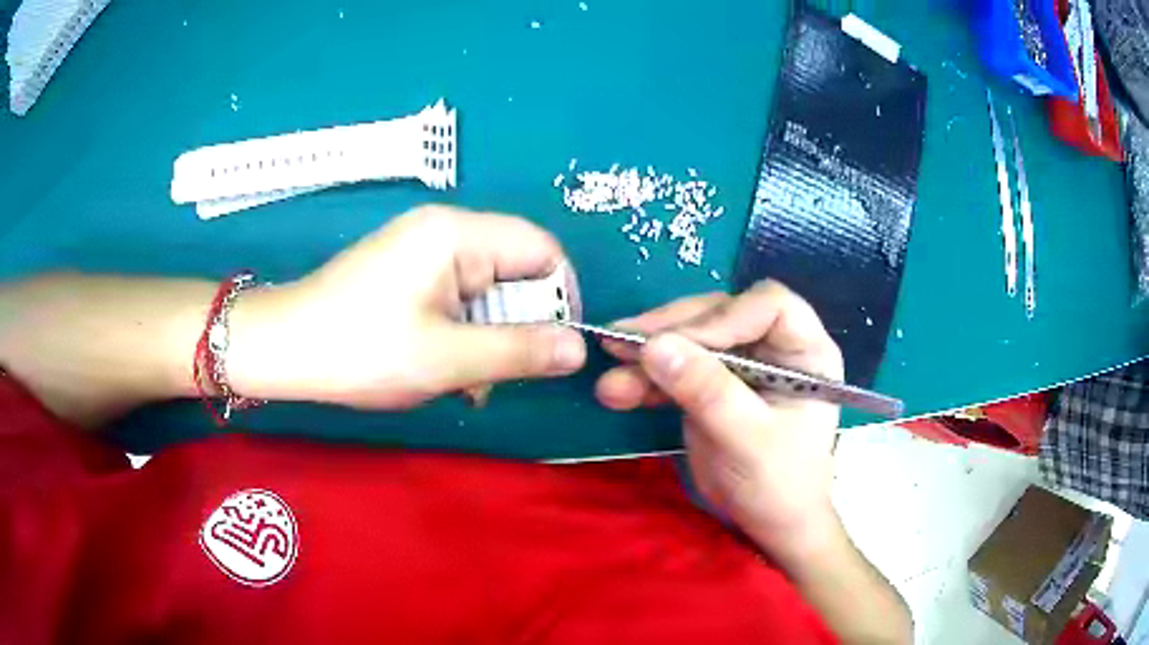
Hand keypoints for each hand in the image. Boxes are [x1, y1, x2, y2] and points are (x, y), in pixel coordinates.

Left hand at [229, 205, 586, 408]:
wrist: (283, 349)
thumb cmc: (361, 349)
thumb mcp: (446, 358)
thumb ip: (519, 351)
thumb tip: (578, 349)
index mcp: (458, 234)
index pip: (542, 249)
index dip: (560, 297)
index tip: (555, 348)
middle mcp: (445, 230)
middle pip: (515, 270)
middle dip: (517, 326)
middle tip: (496, 373)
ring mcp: (423, 251)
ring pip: (487, 291)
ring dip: (488, 338)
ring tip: (463, 381)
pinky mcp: (408, 273)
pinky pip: (458, 298)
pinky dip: (462, 334)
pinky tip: (443, 368)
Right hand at [594, 280, 843, 562]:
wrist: (768, 525)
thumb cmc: (779, 485)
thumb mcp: (747, 440)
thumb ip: (706, 391)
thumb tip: (654, 345)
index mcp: (804, 351)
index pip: (768, 305)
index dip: (723, 317)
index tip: (679, 343)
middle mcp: (774, 346)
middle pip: (720, 314)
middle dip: (671, 331)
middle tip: (621, 344)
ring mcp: (741, 363)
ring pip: (691, 338)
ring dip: (647, 355)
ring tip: (609, 375)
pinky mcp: (713, 383)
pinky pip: (677, 367)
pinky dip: (647, 378)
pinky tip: (619, 391)